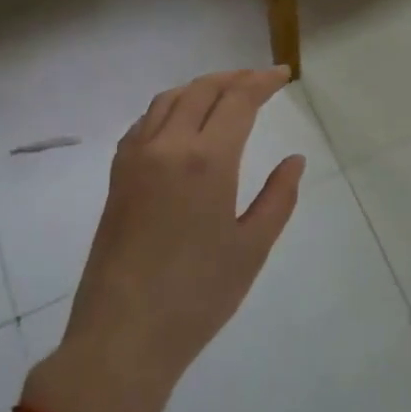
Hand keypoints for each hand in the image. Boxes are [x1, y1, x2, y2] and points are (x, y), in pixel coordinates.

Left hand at [26, 68, 305, 411]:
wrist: (122, 337)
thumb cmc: (198, 296)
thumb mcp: (252, 247)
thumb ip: (278, 197)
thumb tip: (294, 160)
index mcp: (206, 160)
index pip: (238, 99)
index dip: (263, 81)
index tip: (284, 74)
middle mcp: (167, 146)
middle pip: (202, 90)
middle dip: (234, 77)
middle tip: (261, 80)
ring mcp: (135, 159)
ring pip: (169, 99)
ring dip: (201, 86)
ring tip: (225, 92)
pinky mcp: (117, 177)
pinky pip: (144, 122)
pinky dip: (170, 107)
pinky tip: (182, 122)